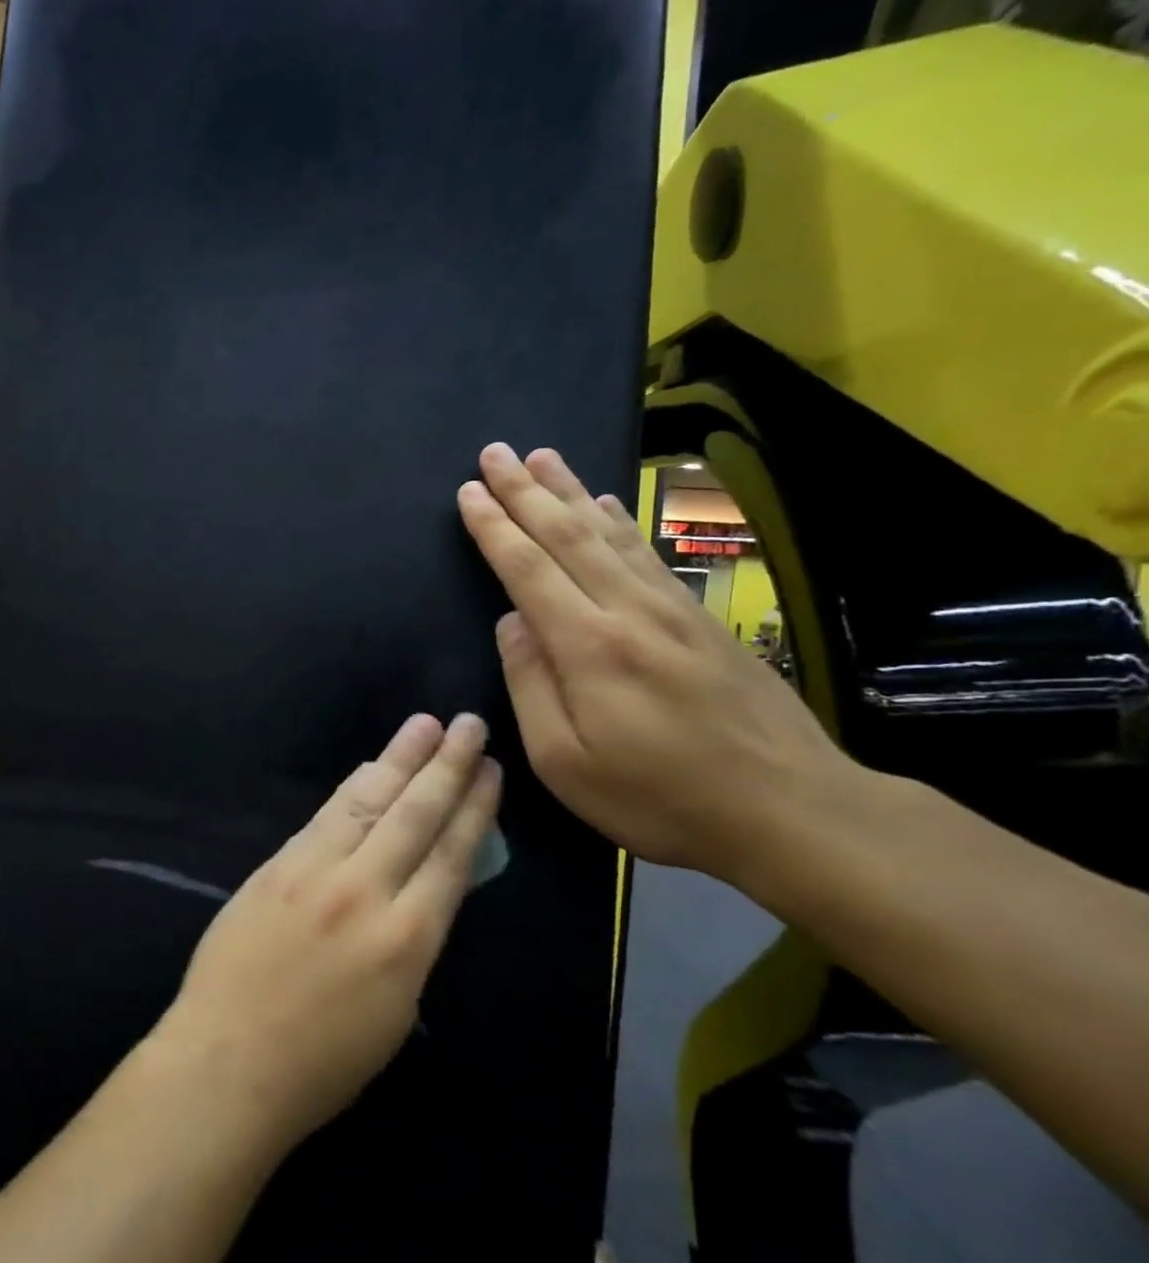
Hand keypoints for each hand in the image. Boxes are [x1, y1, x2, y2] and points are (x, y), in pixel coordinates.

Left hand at [151, 714, 499, 1152]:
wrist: (229, 1059)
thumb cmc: (321, 1061)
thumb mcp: (395, 1011)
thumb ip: (413, 940)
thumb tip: (424, 886)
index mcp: (408, 940)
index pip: (451, 856)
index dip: (474, 809)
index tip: (491, 772)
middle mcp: (366, 892)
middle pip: (415, 814)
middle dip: (447, 766)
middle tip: (470, 725)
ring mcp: (315, 871)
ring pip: (367, 802)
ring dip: (399, 759)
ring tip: (424, 726)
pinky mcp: (277, 865)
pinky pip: (324, 816)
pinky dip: (352, 788)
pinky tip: (368, 767)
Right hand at [456, 442, 848, 880]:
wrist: (793, 811)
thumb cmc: (661, 798)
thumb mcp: (566, 763)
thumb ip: (531, 685)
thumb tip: (511, 623)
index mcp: (589, 647)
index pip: (527, 569)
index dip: (494, 527)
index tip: (468, 491)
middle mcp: (629, 611)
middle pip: (567, 535)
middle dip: (525, 491)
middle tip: (495, 452)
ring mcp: (672, 610)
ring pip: (609, 533)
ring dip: (569, 491)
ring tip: (542, 457)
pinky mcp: (701, 620)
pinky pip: (646, 553)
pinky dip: (618, 521)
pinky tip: (604, 503)